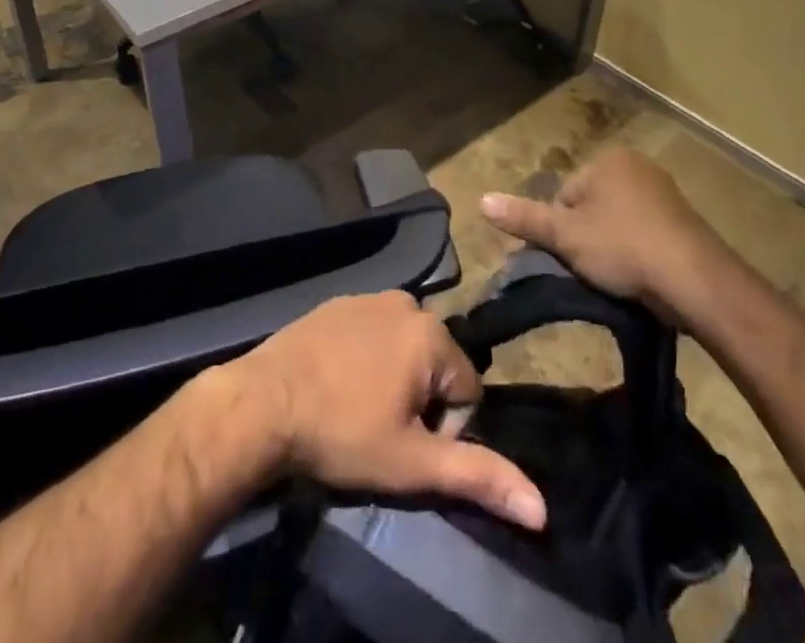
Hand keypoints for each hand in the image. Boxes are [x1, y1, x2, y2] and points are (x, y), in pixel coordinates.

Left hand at [224, 292, 546, 529]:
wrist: (263, 402)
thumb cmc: (342, 432)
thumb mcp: (412, 463)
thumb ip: (477, 475)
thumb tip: (542, 508)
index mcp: (431, 333)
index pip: (467, 390)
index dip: (444, 427)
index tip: (405, 443)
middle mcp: (407, 302)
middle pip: (435, 364)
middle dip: (419, 399)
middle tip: (381, 427)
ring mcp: (369, 296)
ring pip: (404, 347)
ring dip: (393, 377)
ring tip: (358, 406)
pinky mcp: (339, 300)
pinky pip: (372, 331)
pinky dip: (366, 357)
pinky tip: (338, 382)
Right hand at [480, 145, 737, 327]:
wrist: (696, 280)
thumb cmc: (623, 247)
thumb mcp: (565, 236)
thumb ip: (524, 218)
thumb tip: (481, 200)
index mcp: (606, 160)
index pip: (565, 194)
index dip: (563, 229)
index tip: (572, 256)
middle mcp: (636, 165)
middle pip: (591, 205)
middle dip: (588, 235)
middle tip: (594, 269)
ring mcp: (664, 191)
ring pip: (618, 220)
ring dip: (614, 245)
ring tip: (619, 277)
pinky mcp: (684, 219)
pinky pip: (646, 231)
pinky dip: (639, 251)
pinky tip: (642, 276)